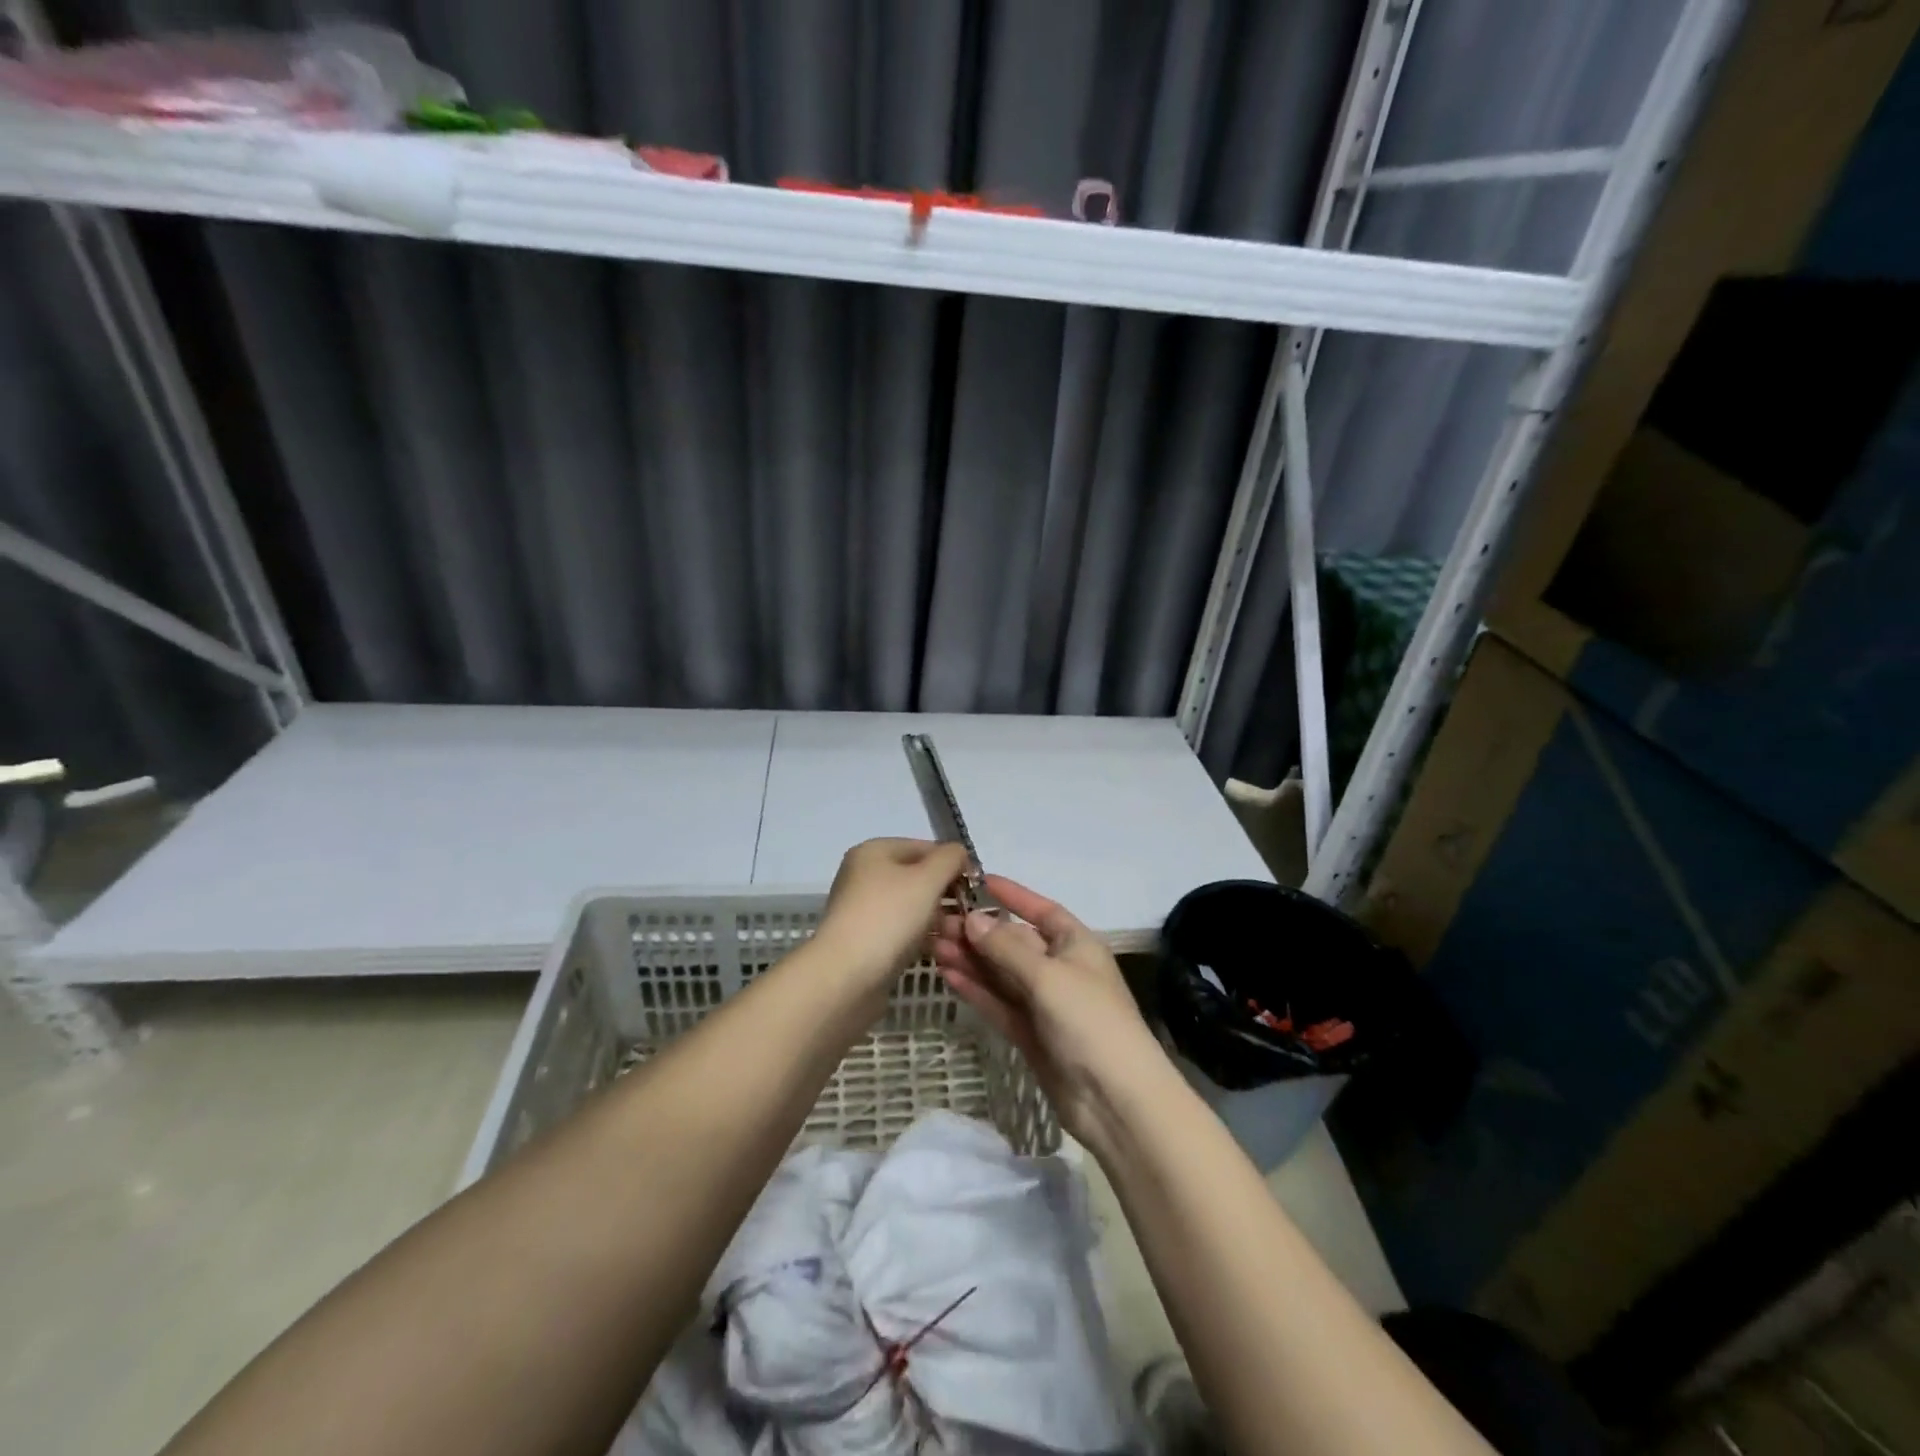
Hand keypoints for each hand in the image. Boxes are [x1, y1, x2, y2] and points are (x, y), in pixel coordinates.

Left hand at [813, 838, 970, 1006]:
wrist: (845, 977)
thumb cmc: (889, 917)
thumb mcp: (927, 878)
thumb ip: (950, 858)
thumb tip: (960, 855)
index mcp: (874, 852)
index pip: (924, 847)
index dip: (954, 863)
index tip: (978, 887)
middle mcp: (865, 876)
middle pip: (918, 878)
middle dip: (948, 894)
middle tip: (972, 915)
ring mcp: (864, 910)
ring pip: (913, 907)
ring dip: (940, 919)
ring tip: (963, 936)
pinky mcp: (867, 941)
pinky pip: (904, 932)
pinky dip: (924, 938)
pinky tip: (944, 950)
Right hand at [932, 876, 1165, 1145]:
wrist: (1115, 1100)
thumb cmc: (1089, 1021)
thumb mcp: (1048, 976)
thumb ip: (1007, 948)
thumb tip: (973, 919)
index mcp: (1077, 945)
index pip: (1041, 910)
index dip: (1013, 895)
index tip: (978, 881)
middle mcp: (1060, 969)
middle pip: (1014, 942)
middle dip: (979, 931)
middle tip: (937, 921)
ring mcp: (1044, 1004)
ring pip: (1001, 974)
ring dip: (971, 959)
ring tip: (933, 944)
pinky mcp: (1030, 1034)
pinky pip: (999, 1003)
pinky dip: (976, 989)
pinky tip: (948, 975)